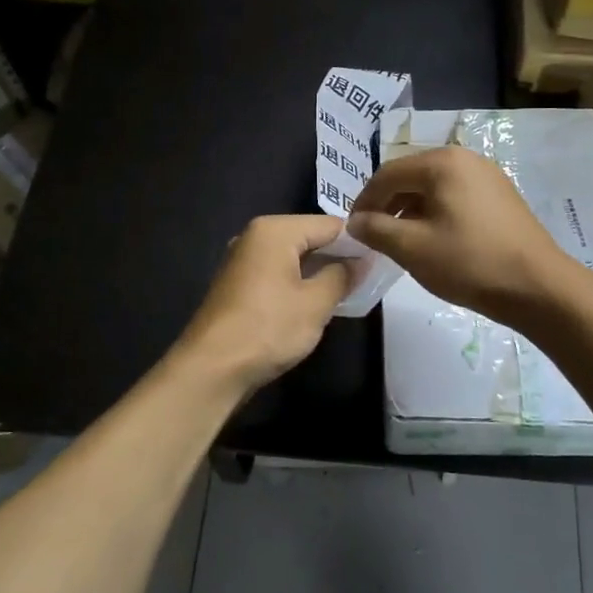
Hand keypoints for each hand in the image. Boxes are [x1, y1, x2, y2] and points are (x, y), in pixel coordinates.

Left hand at [174, 215, 354, 391]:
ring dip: (317, 271)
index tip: (380, 260)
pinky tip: (313, 303)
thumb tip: (361, 261)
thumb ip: (342, 276)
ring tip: (346, 291)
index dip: (357, 241)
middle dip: (337, 256)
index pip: (328, 224)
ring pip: (292, 257)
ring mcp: (242, 260)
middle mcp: (255, 236)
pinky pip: (276, 273)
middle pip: (308, 237)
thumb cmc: (268, 328)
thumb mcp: (316, 303)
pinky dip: (297, 283)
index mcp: (274, 230)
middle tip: (368, 278)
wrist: (211, 368)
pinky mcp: (237, 284)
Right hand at [347, 147, 566, 325]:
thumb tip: (355, 222)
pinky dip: (435, 213)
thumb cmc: (469, 262)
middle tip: (374, 235)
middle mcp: (465, 159)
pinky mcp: (500, 195)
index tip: (353, 229)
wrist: (538, 286)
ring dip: (410, 210)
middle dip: (388, 204)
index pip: (387, 174)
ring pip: (433, 187)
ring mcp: (487, 175)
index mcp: (442, 163)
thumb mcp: (412, 248)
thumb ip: (376, 230)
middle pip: (411, 176)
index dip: (364, 201)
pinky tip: (433, 239)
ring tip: (400, 241)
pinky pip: (455, 196)